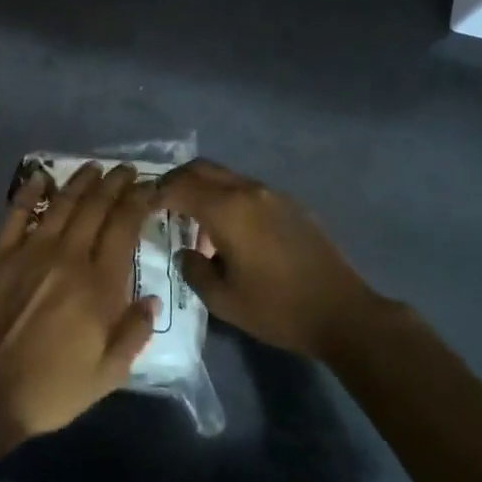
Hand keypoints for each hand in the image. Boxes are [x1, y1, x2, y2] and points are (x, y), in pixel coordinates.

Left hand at [0, 162, 157, 438]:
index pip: (124, 226)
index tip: (150, 188)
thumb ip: (134, 332)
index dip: (139, 201)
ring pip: (62, 203)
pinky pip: (17, 213)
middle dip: (115, 183)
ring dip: (81, 181)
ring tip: (95, 167)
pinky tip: (41, 176)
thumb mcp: (109, 373)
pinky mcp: (1, 255)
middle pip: (96, 206)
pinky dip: (29, 190)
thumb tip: (152, 298)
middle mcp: (69, 257)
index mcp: (99, 284)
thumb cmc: (54, 387)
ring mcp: (31, 251)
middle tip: (127, 170)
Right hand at [157, 159, 387, 359]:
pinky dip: (227, 197)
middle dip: (175, 181)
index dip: (154, 194)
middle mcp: (248, 191)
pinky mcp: (291, 204)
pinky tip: (228, 229)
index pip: (179, 187)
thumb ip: (194, 269)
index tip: (139, 206)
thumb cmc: (278, 309)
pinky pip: (247, 189)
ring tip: (191, 219)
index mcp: (227, 210)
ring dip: (203, 188)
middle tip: (159, 203)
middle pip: (201, 169)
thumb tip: (186, 252)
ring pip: (226, 176)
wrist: (343, 312)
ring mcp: (273, 194)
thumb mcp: (223, 300)